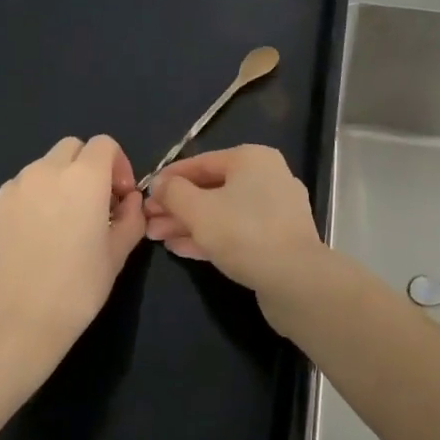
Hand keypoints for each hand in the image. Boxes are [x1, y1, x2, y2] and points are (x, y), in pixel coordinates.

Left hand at [0, 135, 145, 398]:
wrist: (12, 327)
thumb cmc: (76, 290)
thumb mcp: (118, 254)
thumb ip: (131, 217)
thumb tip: (129, 201)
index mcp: (83, 178)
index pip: (104, 144)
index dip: (117, 164)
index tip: (119, 197)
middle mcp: (44, 172)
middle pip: (70, 148)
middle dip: (86, 167)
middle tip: (92, 205)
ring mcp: (11, 190)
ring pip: (41, 168)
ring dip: (57, 184)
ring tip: (59, 225)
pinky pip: (17, 193)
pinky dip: (30, 203)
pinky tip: (32, 241)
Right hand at [143, 146, 326, 325]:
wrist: (295, 279)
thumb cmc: (244, 233)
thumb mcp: (198, 210)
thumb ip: (174, 193)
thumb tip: (160, 183)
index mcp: (252, 159)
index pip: (201, 162)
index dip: (169, 178)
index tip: (144, 193)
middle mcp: (267, 177)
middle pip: (212, 188)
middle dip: (177, 206)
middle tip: (147, 221)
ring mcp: (275, 209)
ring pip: (222, 211)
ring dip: (188, 223)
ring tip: (156, 237)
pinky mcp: (277, 238)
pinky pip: (237, 230)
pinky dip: (209, 236)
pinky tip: (181, 248)